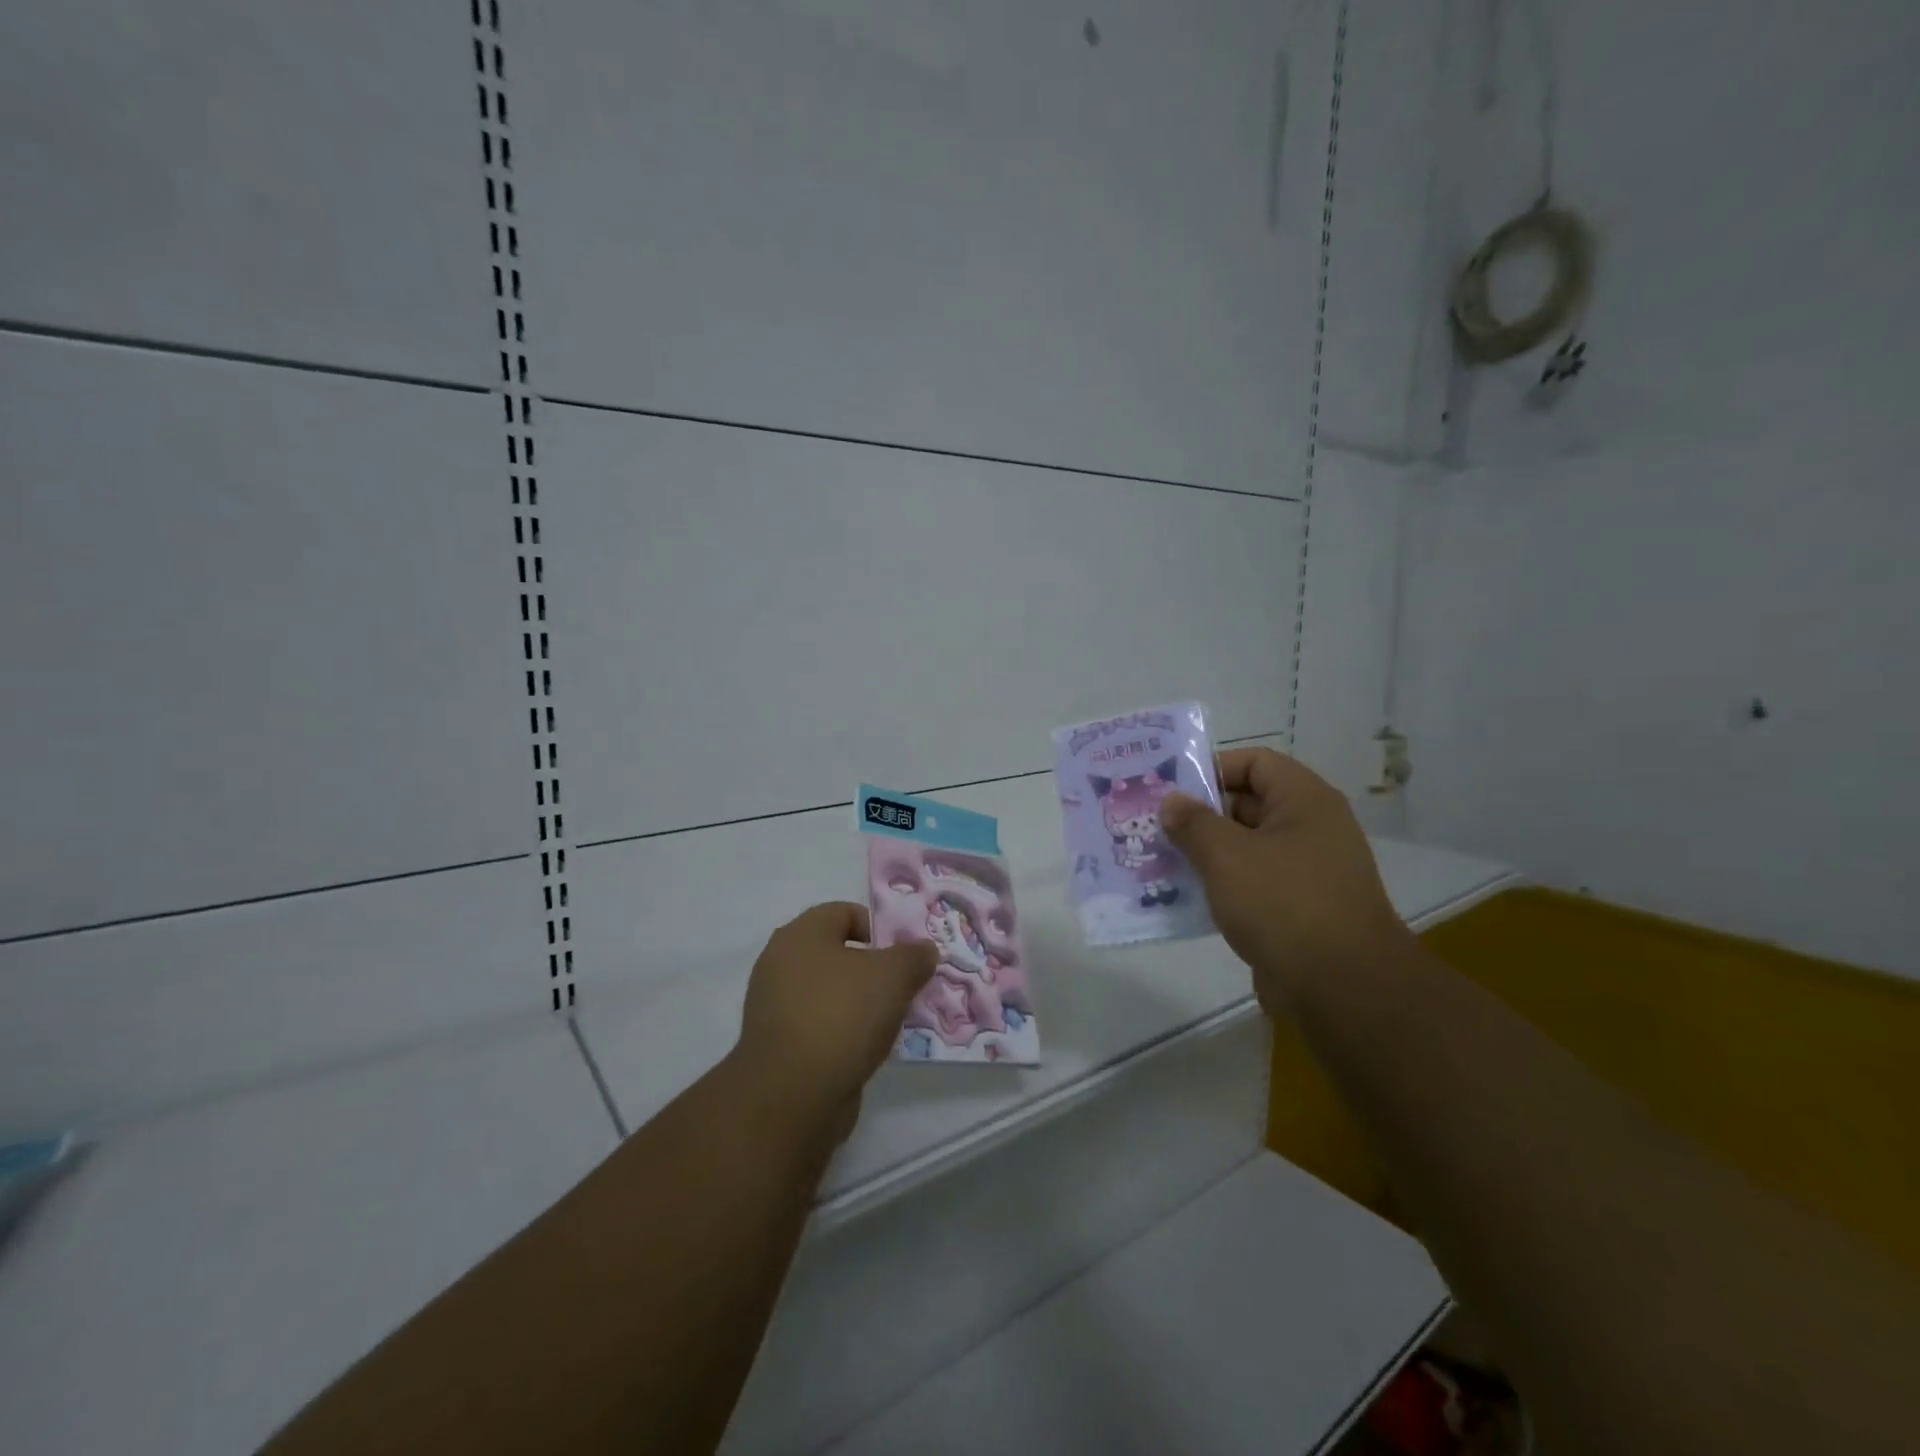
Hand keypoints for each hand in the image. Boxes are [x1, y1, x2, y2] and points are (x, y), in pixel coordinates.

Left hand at [735, 902, 936, 1128]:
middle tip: (902, 987)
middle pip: (837, 954)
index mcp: (800, 934)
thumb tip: (924, 950)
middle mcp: (780, 963)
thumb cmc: (842, 1014)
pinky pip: (818, 1026)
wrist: (792, 1094)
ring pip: (829, 993)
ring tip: (889, 1023)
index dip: (878, 927)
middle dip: (873, 969)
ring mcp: (773, 1006)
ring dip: (859, 1004)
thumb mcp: (894, 975)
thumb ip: (914, 956)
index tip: (903, 955)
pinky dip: (842, 1033)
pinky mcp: (776, 1045)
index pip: (844, 912)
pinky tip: (865, 1050)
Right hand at [1162, 748, 1408, 1012]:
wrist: (1343, 988)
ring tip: (1159, 859)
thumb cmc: (1284, 903)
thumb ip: (1193, 822)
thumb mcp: (1227, 855)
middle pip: (1247, 804)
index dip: (1212, 768)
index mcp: (1304, 801)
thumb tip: (1172, 802)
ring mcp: (1306, 871)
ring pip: (1245, 847)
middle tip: (1153, 824)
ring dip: (1205, 852)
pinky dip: (1220, 885)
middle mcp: (1310, 828)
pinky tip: (1183, 896)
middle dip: (1199, 814)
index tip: (1171, 788)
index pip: (1255, 762)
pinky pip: (1251, 883)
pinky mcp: (1297, 909)